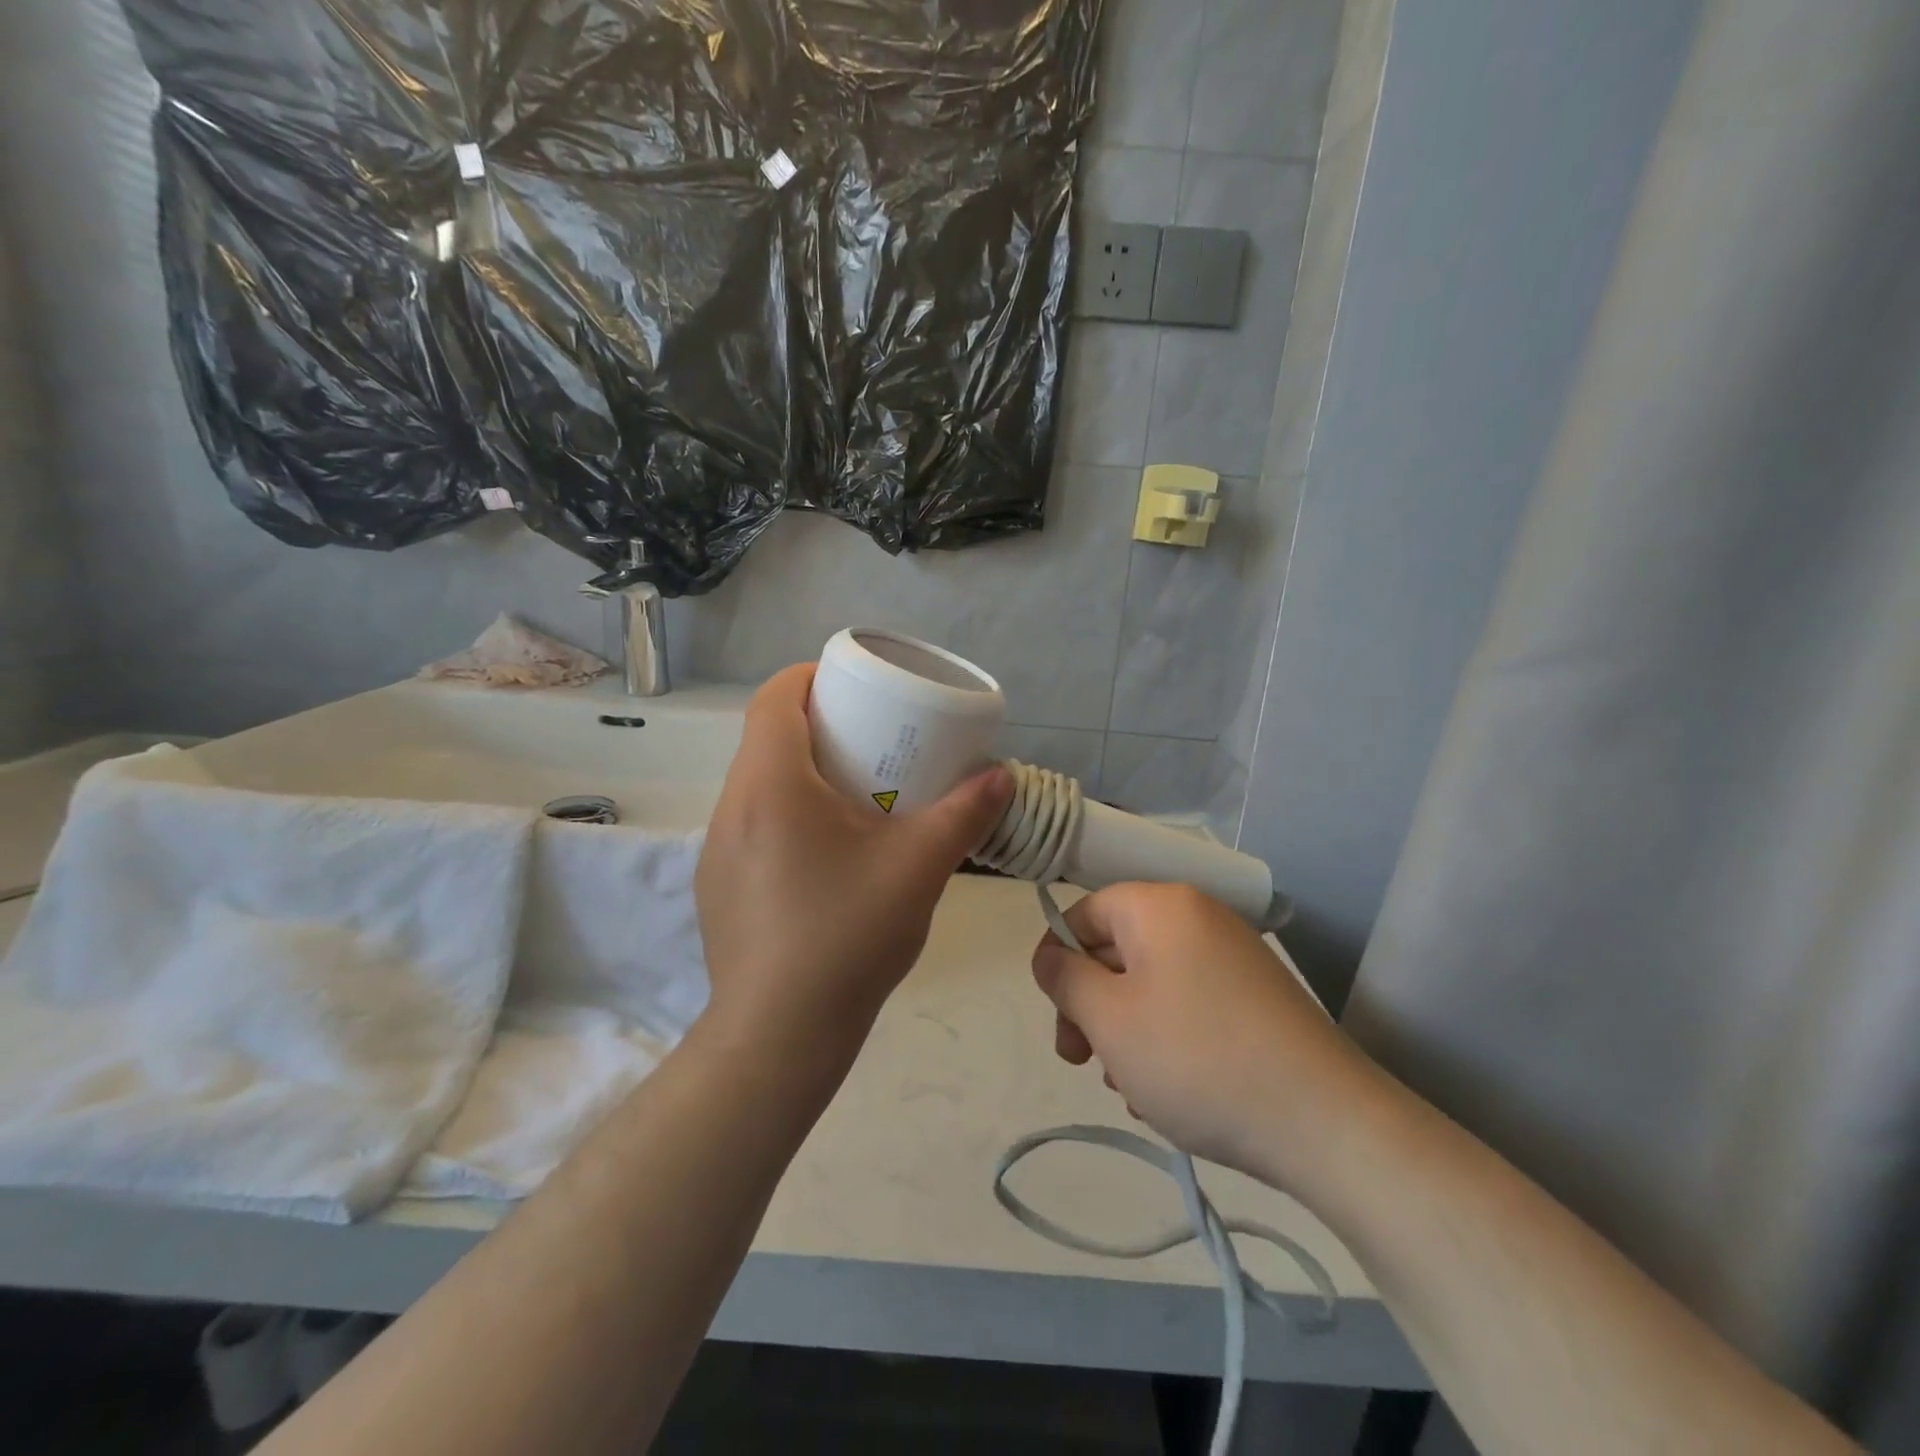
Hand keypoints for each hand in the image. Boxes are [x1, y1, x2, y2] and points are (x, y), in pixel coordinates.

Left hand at [696, 664, 1013, 1059]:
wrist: (780, 1035)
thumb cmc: (847, 935)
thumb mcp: (918, 868)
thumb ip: (964, 815)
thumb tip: (1000, 776)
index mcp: (771, 784)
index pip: (773, 697)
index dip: (810, 676)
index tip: (852, 686)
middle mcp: (732, 807)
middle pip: (766, 738)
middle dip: (816, 724)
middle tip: (871, 740)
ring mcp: (716, 849)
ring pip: (757, 784)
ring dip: (800, 772)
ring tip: (854, 795)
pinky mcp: (717, 886)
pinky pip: (751, 825)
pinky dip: (786, 814)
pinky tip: (825, 855)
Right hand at [1031, 883, 1371, 1182]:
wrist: (1326, 1123)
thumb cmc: (1196, 1059)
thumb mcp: (1109, 1019)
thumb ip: (1064, 978)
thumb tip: (1050, 956)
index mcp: (1161, 906)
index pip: (1085, 912)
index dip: (1058, 960)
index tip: (1058, 1019)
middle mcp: (1199, 917)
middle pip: (1118, 948)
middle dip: (1091, 1006)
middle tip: (1083, 1063)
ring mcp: (1233, 957)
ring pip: (1151, 983)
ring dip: (1126, 1031)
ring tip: (1132, 1089)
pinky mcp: (1257, 997)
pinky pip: (1189, 1004)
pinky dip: (1167, 1039)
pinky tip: (1169, 1093)